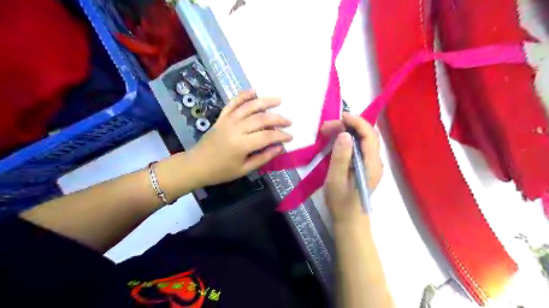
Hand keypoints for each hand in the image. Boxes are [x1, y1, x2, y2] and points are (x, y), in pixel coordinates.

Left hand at [187, 89, 290, 185]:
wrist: (196, 165)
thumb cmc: (221, 171)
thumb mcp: (244, 169)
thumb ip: (263, 157)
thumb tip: (280, 148)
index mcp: (241, 144)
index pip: (267, 136)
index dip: (281, 135)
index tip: (290, 136)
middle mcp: (235, 128)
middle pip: (261, 119)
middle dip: (278, 119)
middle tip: (289, 121)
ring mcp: (227, 120)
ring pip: (249, 107)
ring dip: (265, 102)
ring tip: (279, 100)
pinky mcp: (221, 117)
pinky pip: (233, 103)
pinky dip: (244, 95)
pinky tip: (255, 90)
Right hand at [323, 114, 382, 223]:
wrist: (349, 220)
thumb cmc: (341, 202)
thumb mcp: (336, 180)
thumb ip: (341, 157)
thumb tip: (345, 134)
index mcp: (371, 164)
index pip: (369, 135)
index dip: (357, 122)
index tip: (341, 116)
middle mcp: (375, 162)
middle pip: (367, 135)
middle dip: (349, 126)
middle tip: (327, 127)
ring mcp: (371, 164)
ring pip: (363, 140)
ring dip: (347, 132)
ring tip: (328, 132)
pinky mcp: (366, 167)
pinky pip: (359, 147)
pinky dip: (348, 140)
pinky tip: (336, 141)